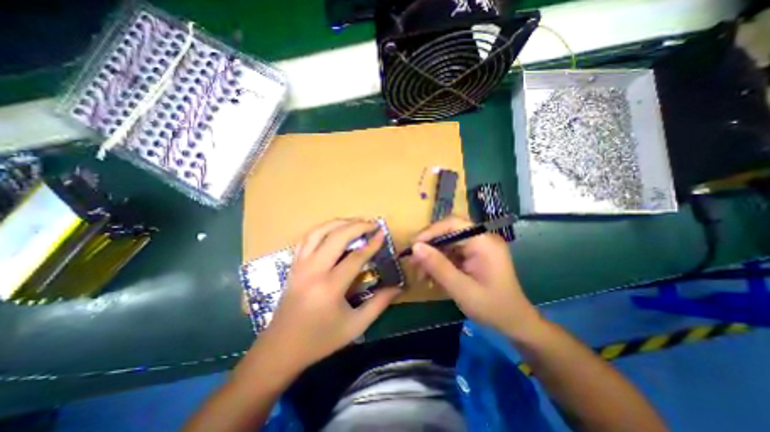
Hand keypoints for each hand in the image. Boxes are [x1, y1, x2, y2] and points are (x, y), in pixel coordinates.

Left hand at [254, 221, 400, 372]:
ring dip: (338, 223)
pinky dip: (321, 229)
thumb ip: (379, 304)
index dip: (372, 244)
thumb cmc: (320, 340)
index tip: (383, 234)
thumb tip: (398, 287)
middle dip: (356, 226)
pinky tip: (332, 230)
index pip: (355, 257)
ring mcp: (300, 265)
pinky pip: (307, 239)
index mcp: (330, 287)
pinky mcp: (293, 265)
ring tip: (354, 222)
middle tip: (371, 224)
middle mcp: (313, 270)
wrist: (281, 349)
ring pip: (318, 232)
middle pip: (336, 237)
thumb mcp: (355, 326)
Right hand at [409, 214, 540, 337]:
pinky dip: (439, 264)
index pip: (453, 224)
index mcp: (484, 242)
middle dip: (429, 247)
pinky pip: (451, 253)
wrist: (515, 324)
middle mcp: (481, 239)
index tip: (413, 246)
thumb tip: (415, 247)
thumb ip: (438, 266)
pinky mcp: (474, 255)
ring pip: (447, 244)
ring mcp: (478, 247)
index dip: (430, 231)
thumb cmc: (492, 308)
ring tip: (420, 275)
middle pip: (448, 233)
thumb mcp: (461, 289)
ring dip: (432, 257)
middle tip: (412, 262)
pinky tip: (431, 277)